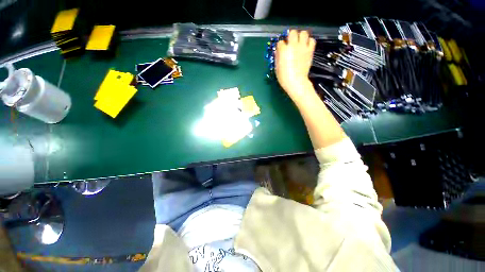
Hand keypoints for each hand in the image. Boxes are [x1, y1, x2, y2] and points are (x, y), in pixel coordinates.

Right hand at [275, 30, 315, 98]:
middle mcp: (293, 46)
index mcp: (283, 50)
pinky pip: (312, 40)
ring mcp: (302, 47)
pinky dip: (309, 42)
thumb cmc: (284, 77)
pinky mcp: (310, 51)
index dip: (280, 46)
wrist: (296, 82)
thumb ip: (278, 58)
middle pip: (292, 32)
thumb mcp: (277, 68)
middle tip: (290, 42)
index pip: (280, 42)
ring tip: (299, 42)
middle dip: (290, 36)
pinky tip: (306, 46)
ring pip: (303, 33)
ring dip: (301, 36)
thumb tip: (279, 52)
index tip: (281, 50)